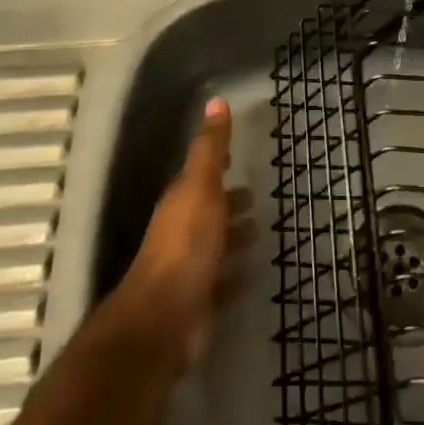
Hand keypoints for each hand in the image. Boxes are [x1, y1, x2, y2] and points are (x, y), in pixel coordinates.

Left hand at [116, 98, 251, 371]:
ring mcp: (189, 269)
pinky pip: (222, 283)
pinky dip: (235, 276)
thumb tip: (217, 102)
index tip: (236, 156)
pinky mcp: (199, 302)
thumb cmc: (185, 246)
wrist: (163, 322)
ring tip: (260, 231)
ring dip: (234, 237)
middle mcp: (182, 232)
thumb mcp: (201, 187)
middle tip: (255, 197)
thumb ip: (210, 148)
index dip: (216, 164)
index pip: (200, 175)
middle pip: (209, 211)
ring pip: (215, 246)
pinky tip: (253, 274)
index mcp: (181, 202)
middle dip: (229, 203)